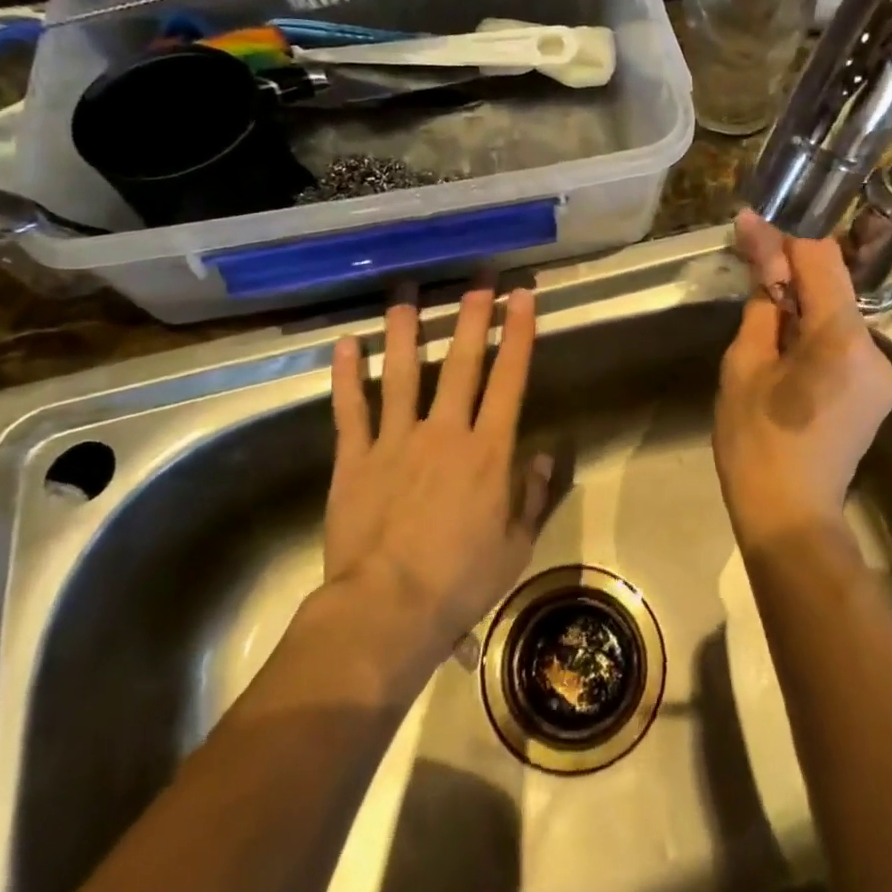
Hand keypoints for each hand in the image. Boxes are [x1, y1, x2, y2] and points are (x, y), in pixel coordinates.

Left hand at [322, 283, 550, 650]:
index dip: (518, 335)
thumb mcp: (515, 546)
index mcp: (488, 452)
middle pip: (461, 364)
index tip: (522, 298)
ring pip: (402, 374)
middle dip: (472, 319)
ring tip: (407, 295)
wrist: (387, 609)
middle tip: (477, 282)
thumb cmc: (460, 581)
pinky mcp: (355, 459)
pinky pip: (351, 409)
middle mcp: (444, 433)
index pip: (509, 381)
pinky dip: (347, 375)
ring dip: (406, 331)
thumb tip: (544, 456)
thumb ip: (532, 496)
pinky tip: (346, 343)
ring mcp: (395, 441)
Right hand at [714, 211, 891, 543]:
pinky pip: (844, 344)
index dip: (787, 234)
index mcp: (842, 339)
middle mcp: (875, 349)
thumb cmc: (756, 443)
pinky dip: (814, 331)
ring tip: (762, 302)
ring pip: (839, 315)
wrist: (791, 518)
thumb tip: (761, 260)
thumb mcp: (744, 367)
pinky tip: (784, 342)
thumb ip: (761, 308)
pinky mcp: (875, 392)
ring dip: (802, 300)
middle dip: (792, 268)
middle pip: (834, 287)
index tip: (756, 219)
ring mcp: (882, 374)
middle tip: (750, 255)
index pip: (822, 261)